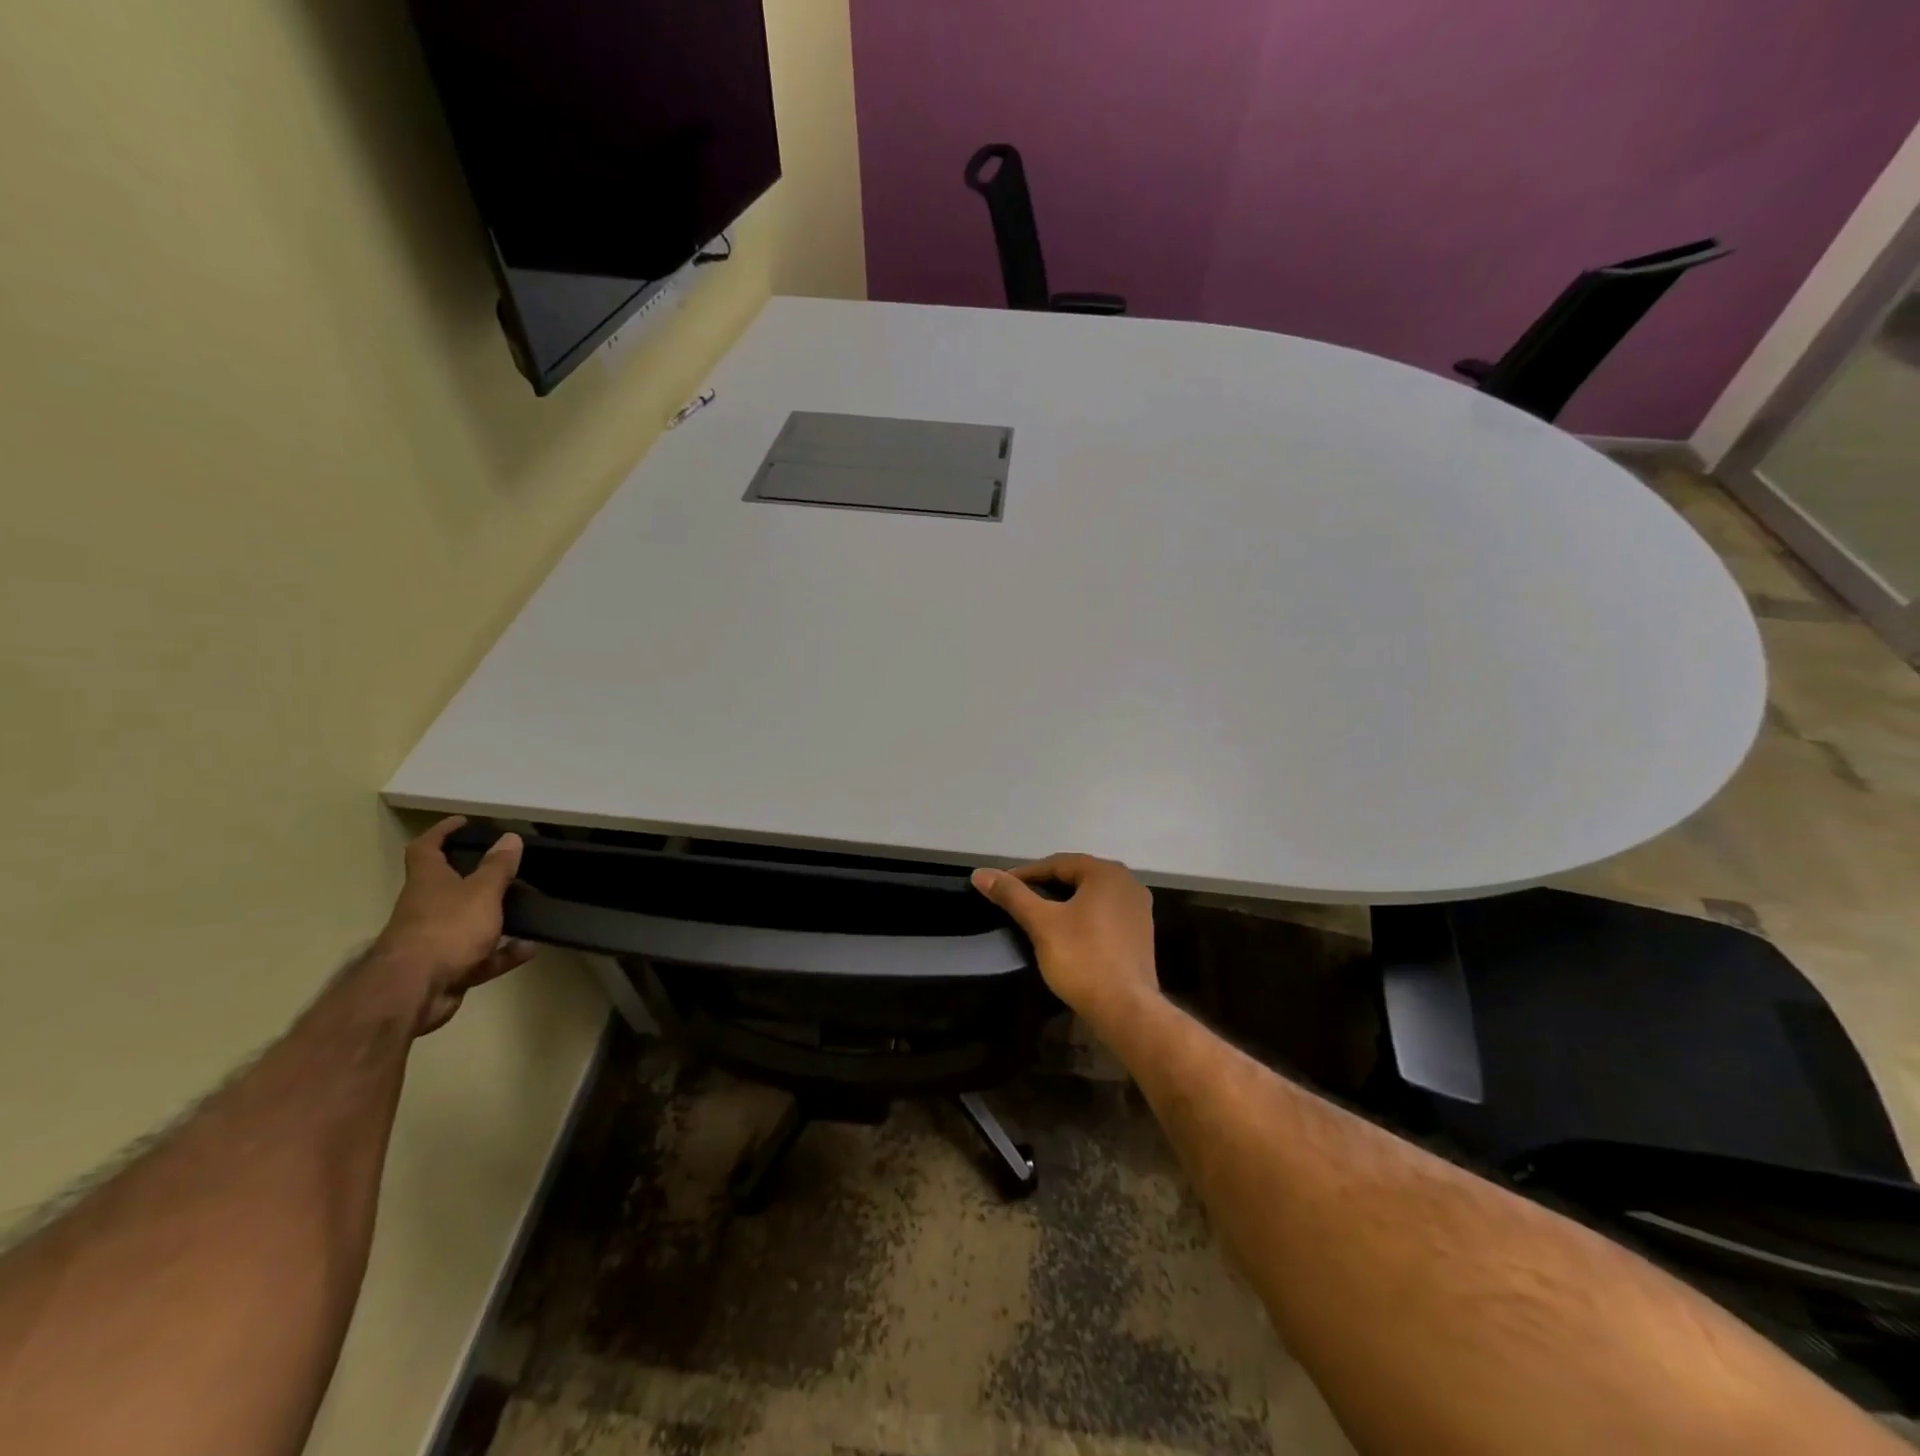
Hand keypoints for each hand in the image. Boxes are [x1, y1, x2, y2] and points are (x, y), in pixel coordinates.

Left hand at [369, 817, 536, 1035]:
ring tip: (527, 909)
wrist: (415, 990)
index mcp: (428, 882)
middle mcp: (427, 907)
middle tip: (507, 868)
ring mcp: (436, 940)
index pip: (426, 848)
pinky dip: (504, 953)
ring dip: (496, 917)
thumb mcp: (481, 892)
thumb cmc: (447, 928)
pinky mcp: (448, 969)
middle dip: (475, 877)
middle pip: (448, 886)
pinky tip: (530, 948)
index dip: (442, 832)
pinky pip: (482, 956)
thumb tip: (510, 837)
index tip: (463, 822)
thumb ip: (498, 867)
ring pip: (468, 922)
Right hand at [971, 854, 1160, 1032]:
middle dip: (1045, 886)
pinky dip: (1082, 917)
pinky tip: (1065, 933)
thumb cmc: (1082, 958)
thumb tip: (980, 874)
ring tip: (1036, 915)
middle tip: (1016, 899)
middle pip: (1076, 877)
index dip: (1025, 874)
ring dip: (1063, 902)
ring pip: (1091, 896)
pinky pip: (1104, 914)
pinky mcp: (1140, 934)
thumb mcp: (1041, 923)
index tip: (1000, 886)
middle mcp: (1128, 883)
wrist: (1125, 1009)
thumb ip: (1012, 895)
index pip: (1057, 863)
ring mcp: (1138, 909)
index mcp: (1107, 873)